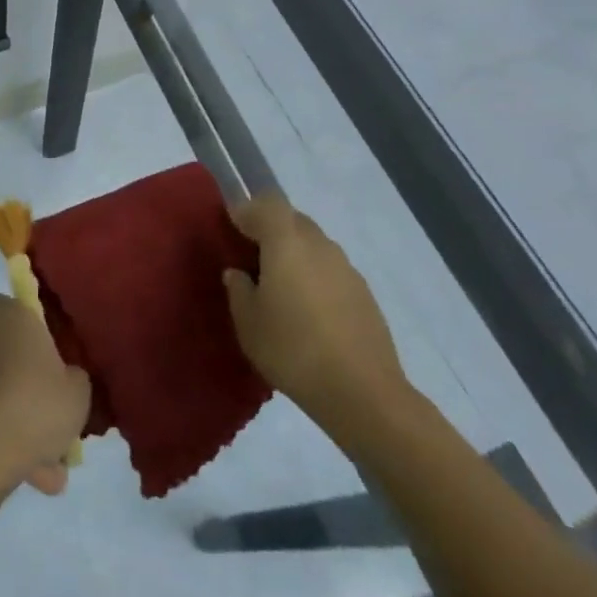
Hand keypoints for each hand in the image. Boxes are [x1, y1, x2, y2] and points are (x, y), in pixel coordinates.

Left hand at [0, 295, 90, 496]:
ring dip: (15, 421)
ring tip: (46, 469)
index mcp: (10, 315)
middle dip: (25, 384)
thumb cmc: (34, 406)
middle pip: (4, 352)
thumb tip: (65, 378)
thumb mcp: (78, 394)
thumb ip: (74, 379)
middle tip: (50, 420)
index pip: (14, 307)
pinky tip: (25, 475)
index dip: (31, 332)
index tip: (49, 362)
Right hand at [224, 195, 413, 452]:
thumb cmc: (293, 350)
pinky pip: (331, 269)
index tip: (232, 226)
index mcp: (286, 243)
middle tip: (253, 254)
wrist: (362, 392)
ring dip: (295, 252)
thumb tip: (238, 273)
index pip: (266, 204)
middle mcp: (319, 245)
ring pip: (314, 244)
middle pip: (293, 219)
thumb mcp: (248, 323)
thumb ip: (239, 290)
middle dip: (271, 228)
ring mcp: (346, 268)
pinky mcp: (364, 292)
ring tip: (281, 285)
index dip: (247, 210)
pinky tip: (309, 309)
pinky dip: (315, 275)